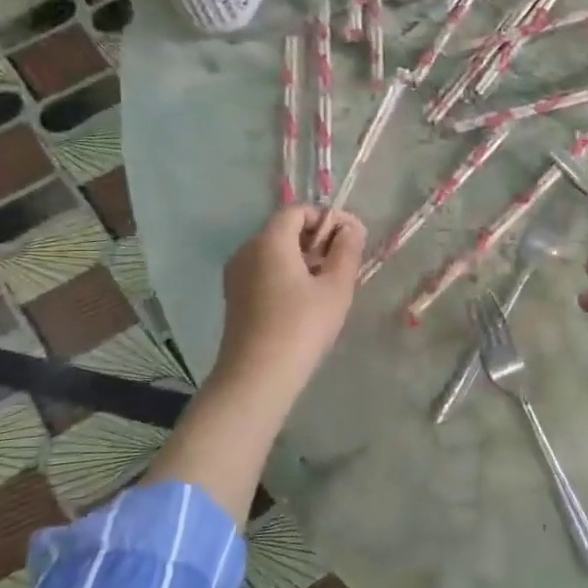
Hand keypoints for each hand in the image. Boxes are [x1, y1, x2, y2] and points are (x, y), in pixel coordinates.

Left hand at [215, 207, 365, 403]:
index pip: (298, 211)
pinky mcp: (235, 297)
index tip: (351, 239)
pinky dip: (287, 274)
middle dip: (317, 239)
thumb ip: (347, 250)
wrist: (257, 376)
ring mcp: (236, 275)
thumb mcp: (336, 287)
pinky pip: (264, 271)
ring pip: (274, 252)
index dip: (327, 218)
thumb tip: (351, 227)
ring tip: (328, 285)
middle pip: (285, 230)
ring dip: (303, 259)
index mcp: (269, 241)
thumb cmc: (302, 326)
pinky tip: (304, 301)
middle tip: (344, 265)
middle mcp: (247, 250)